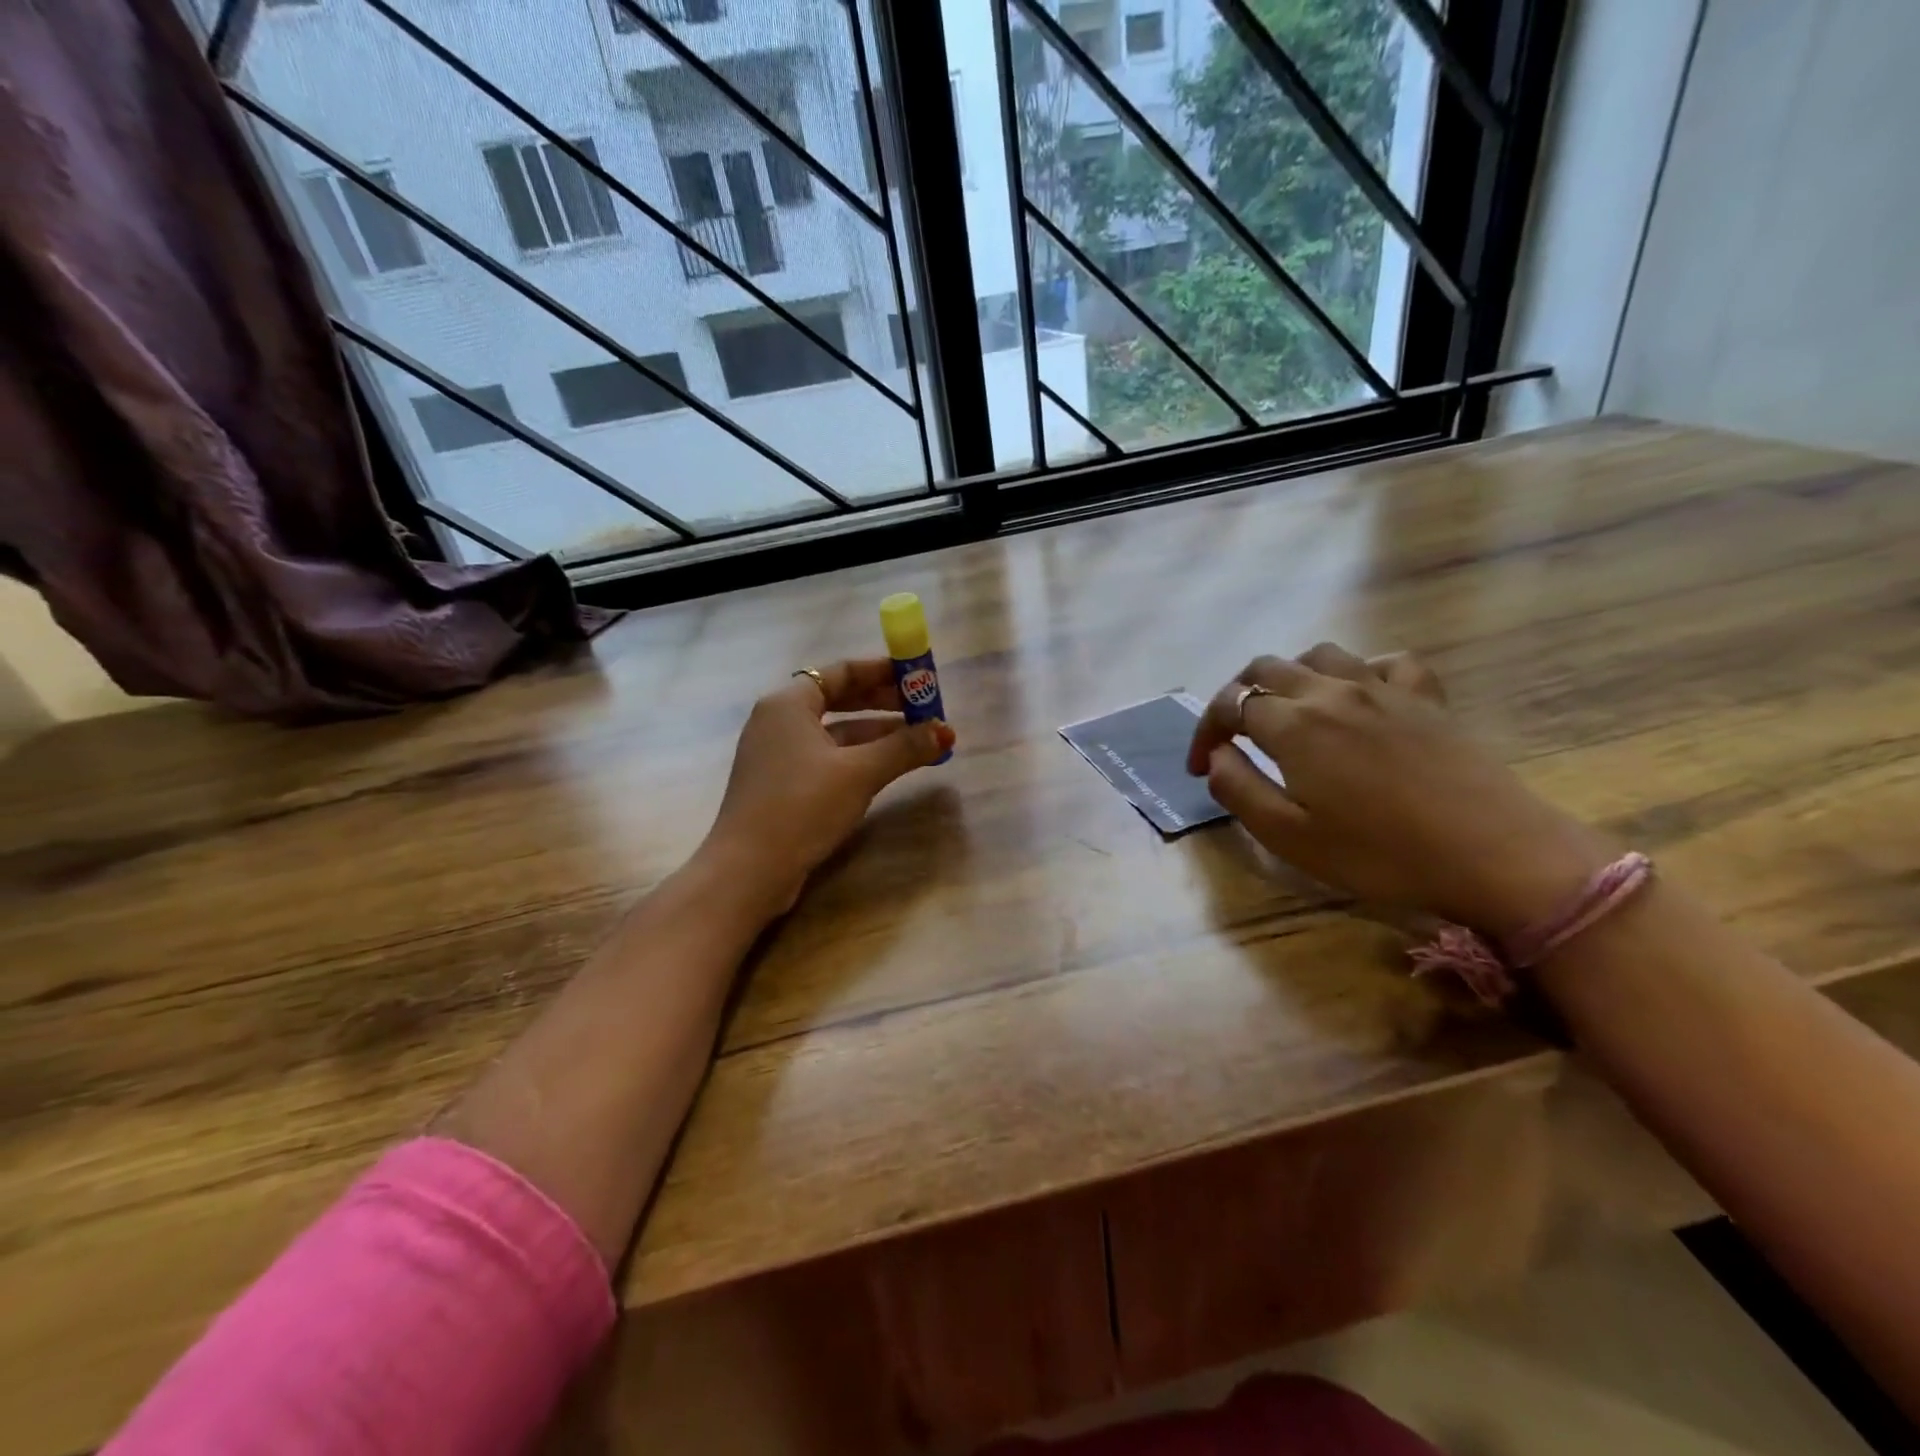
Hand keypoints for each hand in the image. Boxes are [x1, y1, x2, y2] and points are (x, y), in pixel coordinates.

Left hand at [704, 659, 955, 914]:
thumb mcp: (859, 773)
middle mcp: (778, 721)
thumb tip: (946, 731)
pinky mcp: (782, 784)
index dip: (883, 671)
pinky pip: (827, 757)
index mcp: (788, 704)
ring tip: (919, 742)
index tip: (919, 678)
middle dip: (884, 704)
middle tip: (925, 711)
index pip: (841, 672)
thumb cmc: (802, 806)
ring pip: (836, 732)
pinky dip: (858, 757)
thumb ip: (904, 747)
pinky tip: (888, 768)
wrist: (749, 870)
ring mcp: (777, 754)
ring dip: (877, 734)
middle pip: (839, 699)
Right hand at [1187, 643, 1609, 938]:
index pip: (1229, 704)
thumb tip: (1218, 756)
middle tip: (1233, 736)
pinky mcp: (1426, 698)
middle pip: (1266, 668)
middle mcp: (1331, 692)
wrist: (1493, 854)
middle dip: (1237, 695)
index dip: (1206, 731)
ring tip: (1286, 709)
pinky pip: (1385, 662)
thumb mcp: (1289, 836)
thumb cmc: (1379, 853)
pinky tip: (1359, 696)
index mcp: (1293, 724)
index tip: (1201, 765)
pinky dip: (1359, 671)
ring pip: (1319, 655)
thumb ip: (1238, 788)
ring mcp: (1383, 688)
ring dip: (1289, 675)